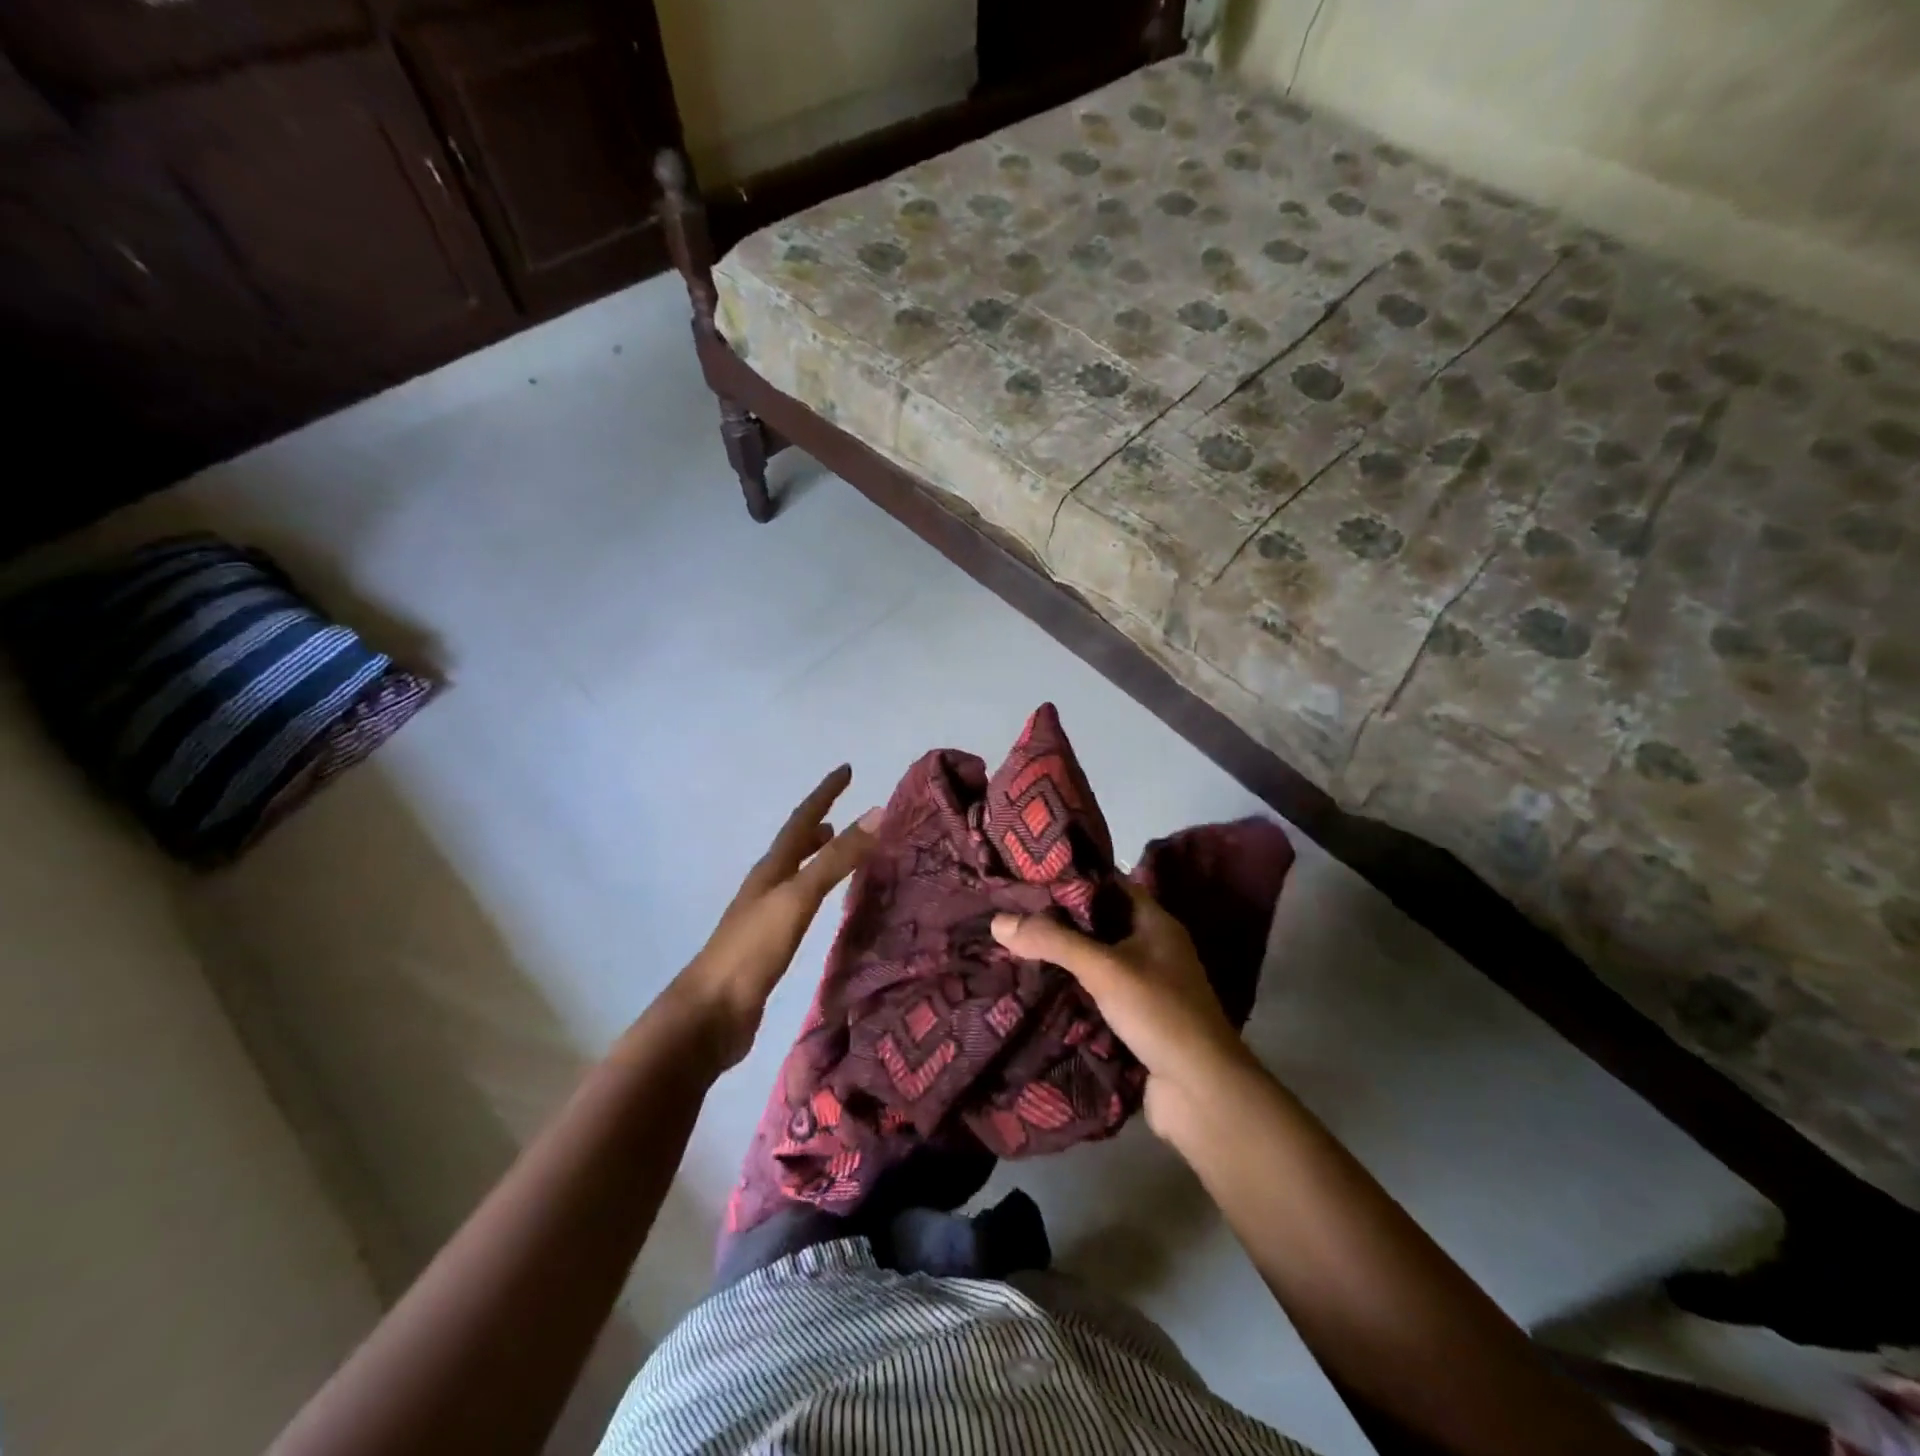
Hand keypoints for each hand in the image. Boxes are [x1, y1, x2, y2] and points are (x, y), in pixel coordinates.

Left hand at [669, 765, 877, 1068]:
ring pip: (795, 873)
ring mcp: (764, 916)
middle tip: (843, 809)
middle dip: (819, 823)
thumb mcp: (798, 898)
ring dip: (814, 855)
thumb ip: (835, 859)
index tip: (846, 769)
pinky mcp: (768, 945)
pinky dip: (814, 889)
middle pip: (794, 844)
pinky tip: (821, 904)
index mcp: (770, 870)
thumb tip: (876, 813)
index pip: (802, 820)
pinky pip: (799, 903)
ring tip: (835, 846)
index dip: (824, 793)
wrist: (710, 1014)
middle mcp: (766, 886)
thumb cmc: (752, 950)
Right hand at [989, 882, 1254, 1131]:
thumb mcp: (1104, 968)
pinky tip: (1038, 987)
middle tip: (1014, 911)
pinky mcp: (1137, 1020)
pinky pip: (1097, 993)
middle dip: (1060, 919)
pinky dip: (1072, 988)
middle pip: (1100, 922)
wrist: (1200, 1092)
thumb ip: (1053, 942)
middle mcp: (1153, 948)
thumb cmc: (1159, 1012)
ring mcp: (1147, 986)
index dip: (1073, 877)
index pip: (1110, 884)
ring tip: (1016, 944)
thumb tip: (998, 921)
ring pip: (1096, 960)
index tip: (1031, 875)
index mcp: (1155, 922)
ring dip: (1064, 957)